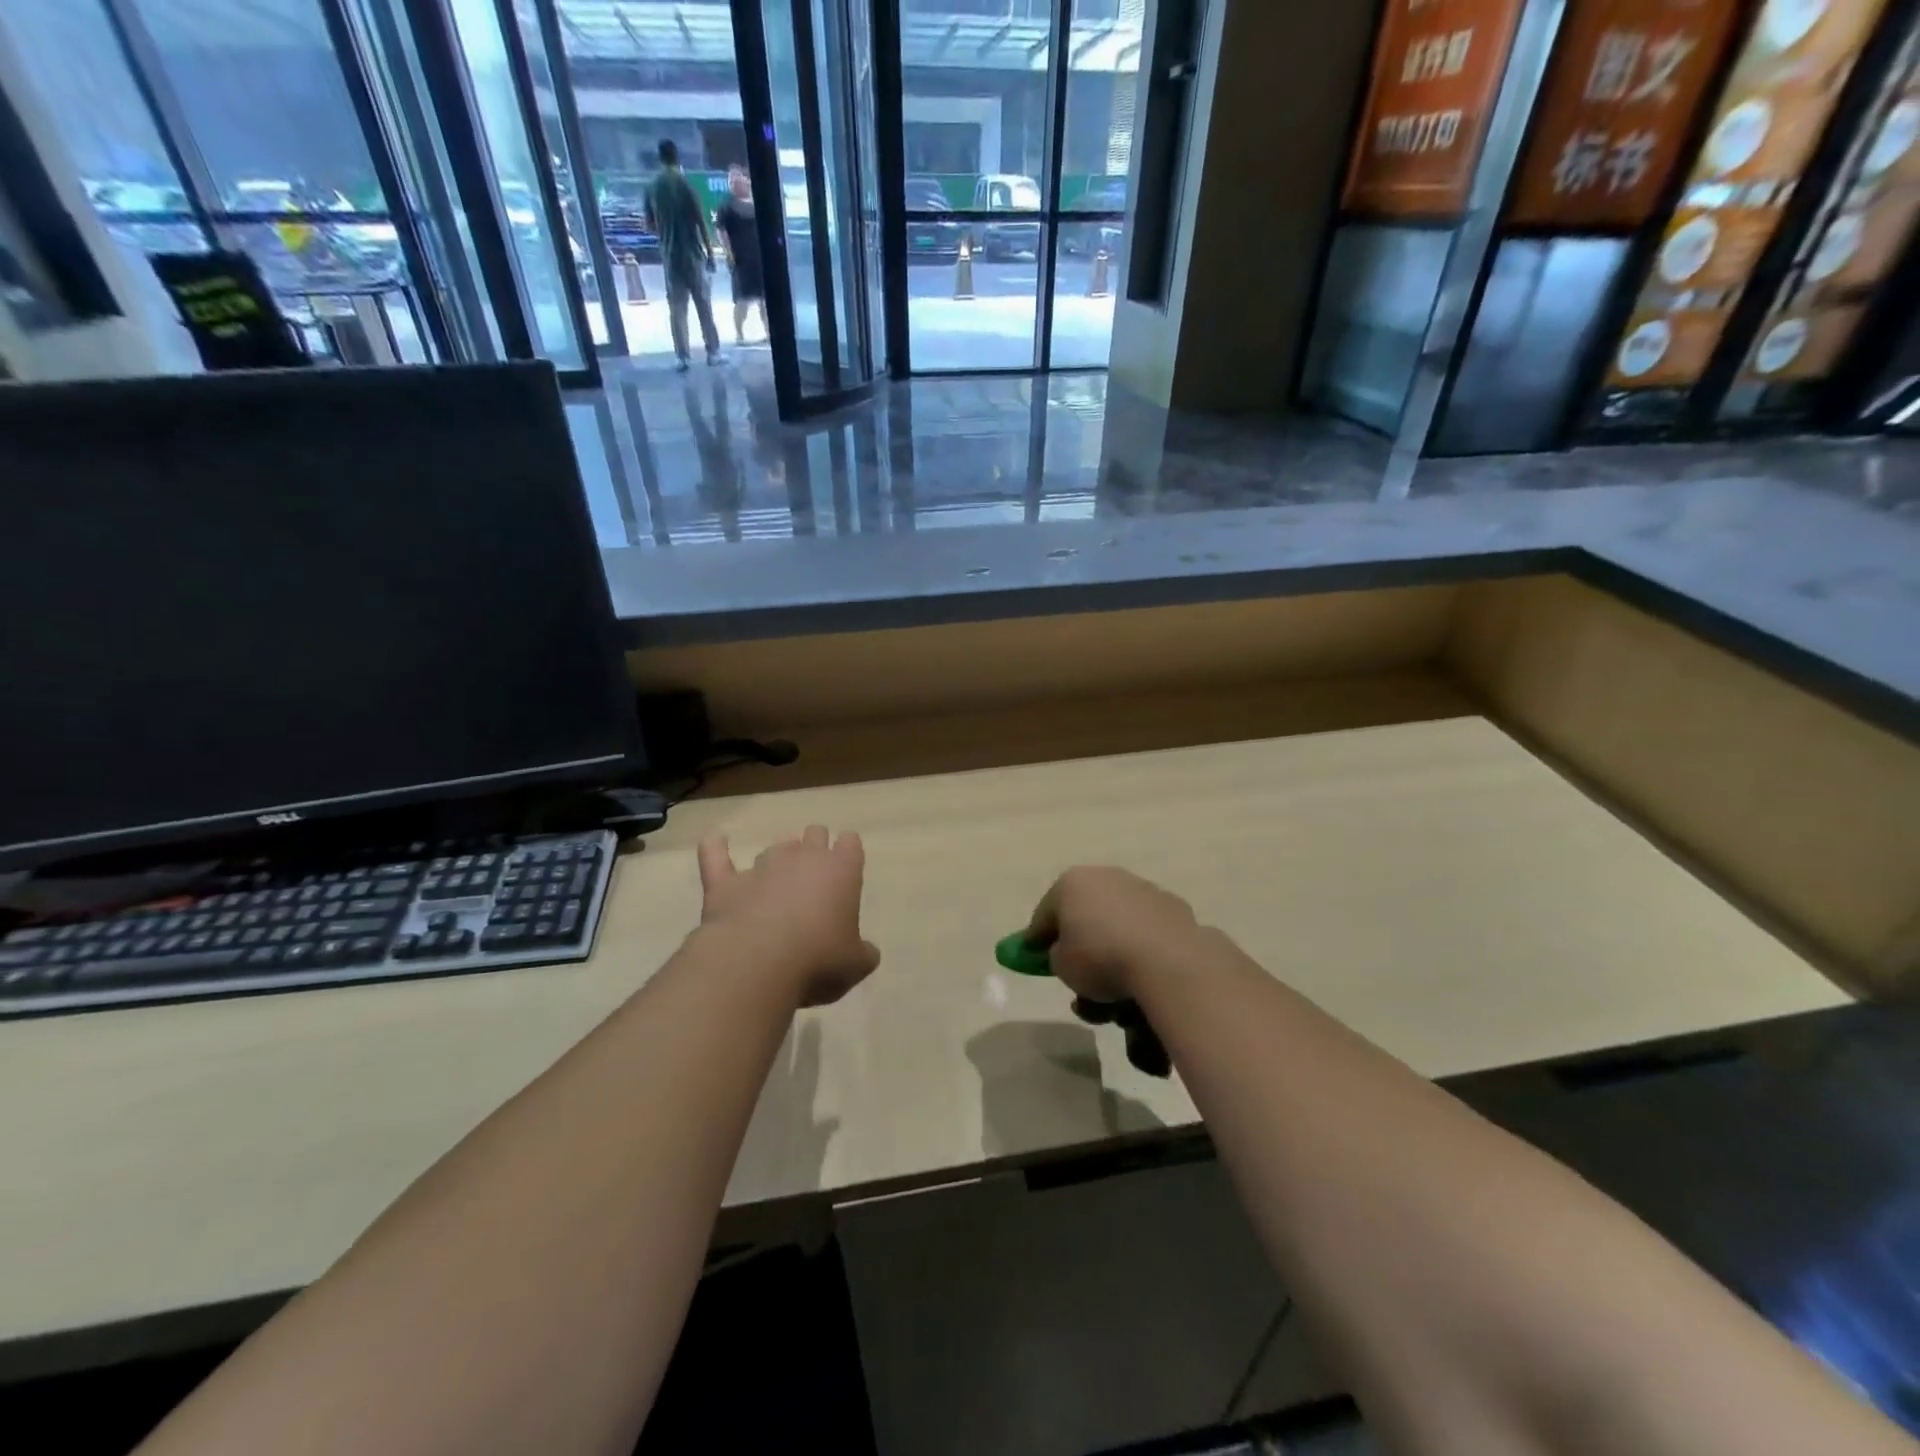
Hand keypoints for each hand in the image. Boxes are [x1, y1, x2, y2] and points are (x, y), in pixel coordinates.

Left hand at [697, 826, 879, 1007]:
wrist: (757, 965)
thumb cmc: (818, 961)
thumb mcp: (855, 965)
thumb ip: (862, 953)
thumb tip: (865, 953)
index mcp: (841, 871)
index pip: (850, 843)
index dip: (848, 853)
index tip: (847, 869)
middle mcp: (803, 858)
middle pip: (814, 834)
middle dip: (815, 847)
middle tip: (814, 875)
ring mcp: (762, 867)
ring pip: (775, 847)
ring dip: (779, 859)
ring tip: (778, 881)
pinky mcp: (726, 883)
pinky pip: (716, 856)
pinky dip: (715, 848)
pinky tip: (715, 841)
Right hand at [1026, 867, 1197, 1004]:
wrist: (1166, 962)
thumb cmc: (1100, 958)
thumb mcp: (1062, 966)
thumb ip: (1056, 955)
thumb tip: (1065, 952)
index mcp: (1071, 883)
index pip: (1044, 914)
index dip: (1036, 940)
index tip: (1033, 960)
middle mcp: (1107, 877)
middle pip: (1085, 917)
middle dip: (1081, 947)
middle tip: (1078, 979)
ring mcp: (1143, 890)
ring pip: (1118, 927)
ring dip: (1113, 955)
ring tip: (1115, 998)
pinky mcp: (1174, 908)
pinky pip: (1147, 935)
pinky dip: (1141, 953)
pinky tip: (1143, 979)